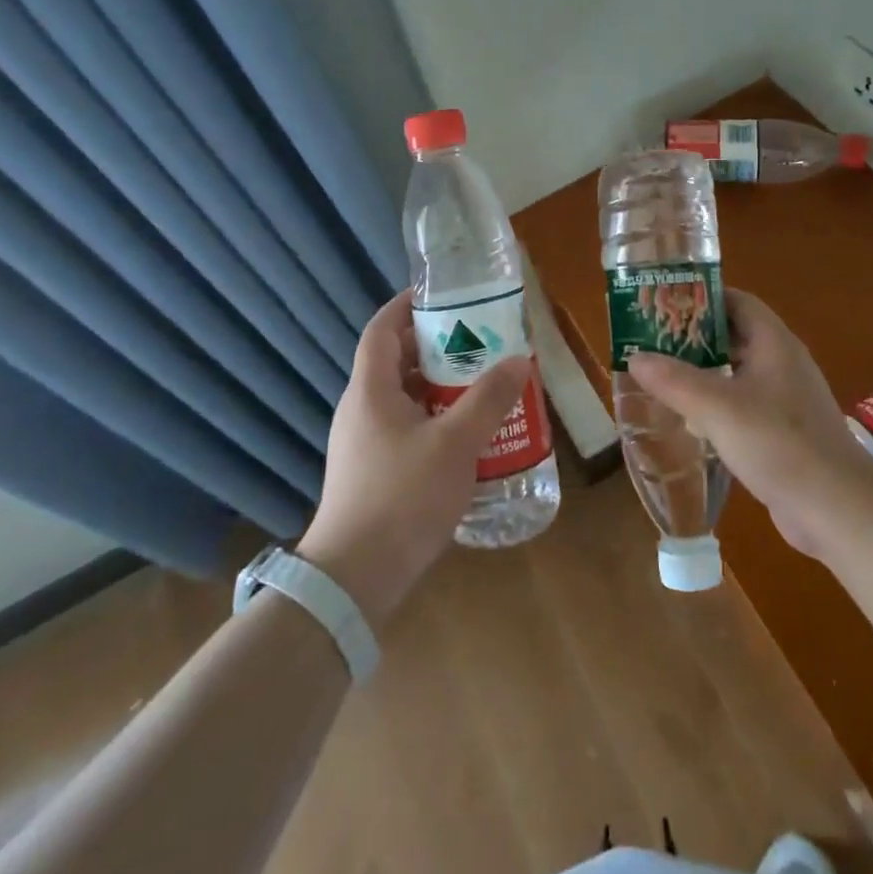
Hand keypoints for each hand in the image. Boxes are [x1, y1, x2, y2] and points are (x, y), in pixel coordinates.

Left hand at [298, 290, 529, 628]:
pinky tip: (467, 435)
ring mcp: (364, 442)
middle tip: (478, 340)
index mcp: (371, 390)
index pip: (382, 329)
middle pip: (396, 361)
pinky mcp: (372, 471)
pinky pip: (405, 427)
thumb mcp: (455, 444)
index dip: (407, 305)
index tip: (441, 294)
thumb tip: (518, 360)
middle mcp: (361, 409)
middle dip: (436, 346)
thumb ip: (489, 399)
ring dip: (439, 386)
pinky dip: (434, 419)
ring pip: (403, 397)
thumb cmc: (402, 497)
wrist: (354, 579)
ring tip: (481, 384)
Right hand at [626, 288, 872, 558]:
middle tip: (653, 340)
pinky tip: (690, 417)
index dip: (701, 297)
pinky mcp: (784, 431)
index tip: (663, 304)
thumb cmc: (778, 443)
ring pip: (738, 370)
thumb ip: (674, 380)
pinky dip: (716, 401)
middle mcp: (782, 362)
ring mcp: (786, 398)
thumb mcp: (717, 407)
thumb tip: (635, 356)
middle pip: (735, 334)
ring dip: (703, 370)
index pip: (736, 301)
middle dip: (695, 335)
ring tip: (662, 375)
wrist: (838, 509)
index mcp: (773, 342)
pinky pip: (744, 402)